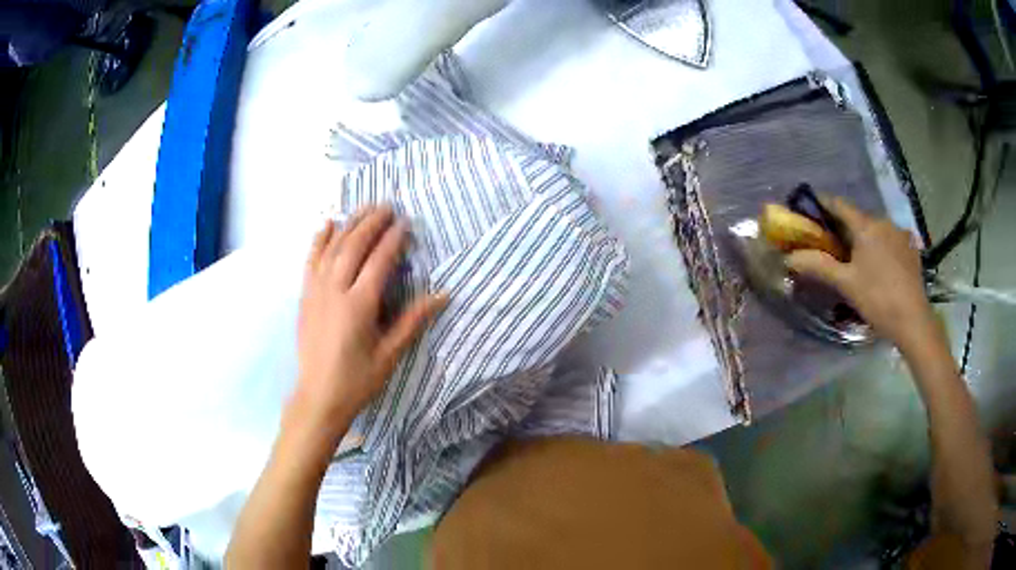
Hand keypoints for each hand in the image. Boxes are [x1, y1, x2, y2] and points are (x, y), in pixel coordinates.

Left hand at [294, 205, 446, 434]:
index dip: (393, 240)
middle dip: (372, 223)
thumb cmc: (357, 380)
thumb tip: (443, 295)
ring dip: (349, 225)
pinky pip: (311, 261)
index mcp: (359, 305)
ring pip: (332, 248)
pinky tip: (327, 225)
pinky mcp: (305, 296)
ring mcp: (316, 291)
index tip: (405, 223)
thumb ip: (413, 320)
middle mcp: (335, 291)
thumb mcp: (390, 354)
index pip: (379, 261)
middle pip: (354, 246)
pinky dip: (319, 240)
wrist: (318, 396)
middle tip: (387, 206)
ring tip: (365, 209)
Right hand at [785, 198, 936, 352]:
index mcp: (866, 225)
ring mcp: (900, 233)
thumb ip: (819, 266)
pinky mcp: (911, 248)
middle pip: (858, 218)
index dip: (822, 204)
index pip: (839, 205)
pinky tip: (879, 265)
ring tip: (857, 258)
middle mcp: (883, 221)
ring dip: (864, 238)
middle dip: (843, 228)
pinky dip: (880, 246)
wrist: (913, 320)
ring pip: (875, 229)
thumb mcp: (846, 284)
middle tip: (831, 244)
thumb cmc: (877, 299)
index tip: (808, 208)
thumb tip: (789, 257)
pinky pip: (890, 240)